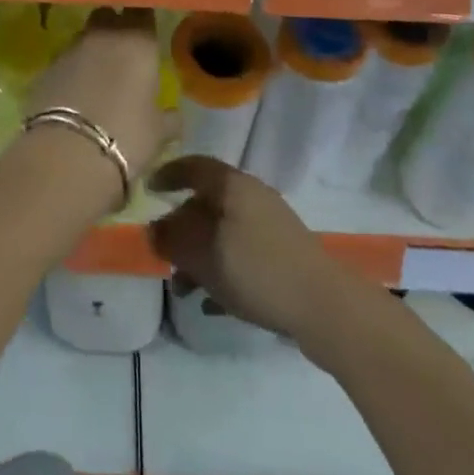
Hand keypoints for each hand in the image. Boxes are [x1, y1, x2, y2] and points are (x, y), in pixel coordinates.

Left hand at [25, 8, 172, 192]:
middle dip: (115, 26)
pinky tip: (75, 94)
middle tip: (123, 50)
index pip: (142, 10)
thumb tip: (174, 116)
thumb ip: (168, 118)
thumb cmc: (126, 137)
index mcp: (138, 41)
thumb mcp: (158, 133)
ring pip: (84, 36)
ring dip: (92, 49)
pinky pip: (64, 60)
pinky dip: (72, 70)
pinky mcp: (46, 67)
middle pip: (109, 15)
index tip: (147, 30)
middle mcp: (103, 34)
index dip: (144, 19)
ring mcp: (70, 48)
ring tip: (98, 76)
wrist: (67, 154)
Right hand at [148, 156, 349, 344]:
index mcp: (233, 186)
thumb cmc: (258, 270)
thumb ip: (174, 241)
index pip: (194, 167)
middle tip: (162, 254)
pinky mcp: (282, 256)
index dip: (168, 174)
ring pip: (222, 233)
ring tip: (183, 289)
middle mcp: (252, 197)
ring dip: (199, 256)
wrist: (325, 307)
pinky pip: (241, 255)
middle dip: (180, 229)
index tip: (148, 190)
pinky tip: (211, 302)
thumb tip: (153, 230)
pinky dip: (222, 271)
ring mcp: (270, 227)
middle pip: (206, 203)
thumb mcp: (205, 256)